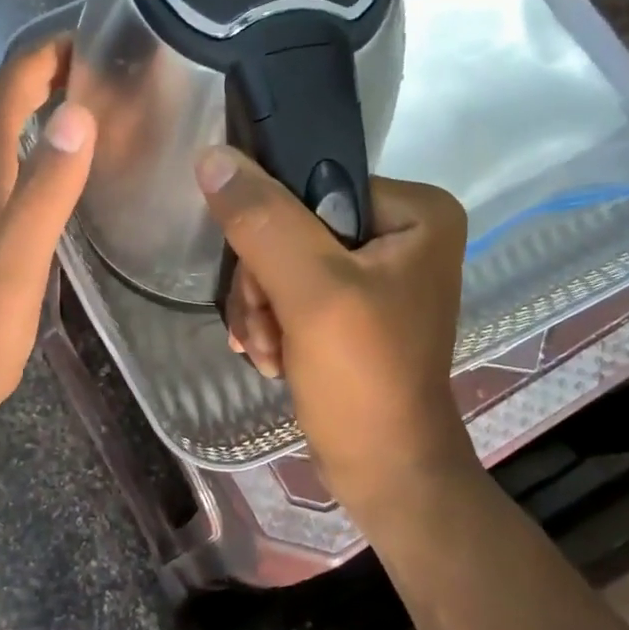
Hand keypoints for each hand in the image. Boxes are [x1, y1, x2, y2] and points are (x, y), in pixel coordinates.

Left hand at [0, 35, 94, 448]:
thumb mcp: (18, 260)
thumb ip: (45, 190)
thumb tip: (76, 116)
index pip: (6, 89)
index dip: (43, 55)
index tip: (91, 39)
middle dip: (43, 73)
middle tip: (100, 71)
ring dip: (34, 108)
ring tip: (86, 107)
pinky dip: (28, 148)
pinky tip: (54, 172)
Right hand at [198, 145, 474, 509]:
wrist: (384, 472)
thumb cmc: (362, 379)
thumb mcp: (311, 293)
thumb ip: (263, 221)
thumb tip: (213, 157)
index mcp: (415, 211)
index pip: (312, 186)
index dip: (272, 232)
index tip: (265, 289)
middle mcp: (401, 232)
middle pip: (292, 227)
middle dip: (265, 285)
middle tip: (267, 330)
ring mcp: (377, 272)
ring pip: (283, 261)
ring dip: (262, 309)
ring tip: (269, 352)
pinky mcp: (354, 306)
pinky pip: (291, 290)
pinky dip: (273, 323)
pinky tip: (274, 357)